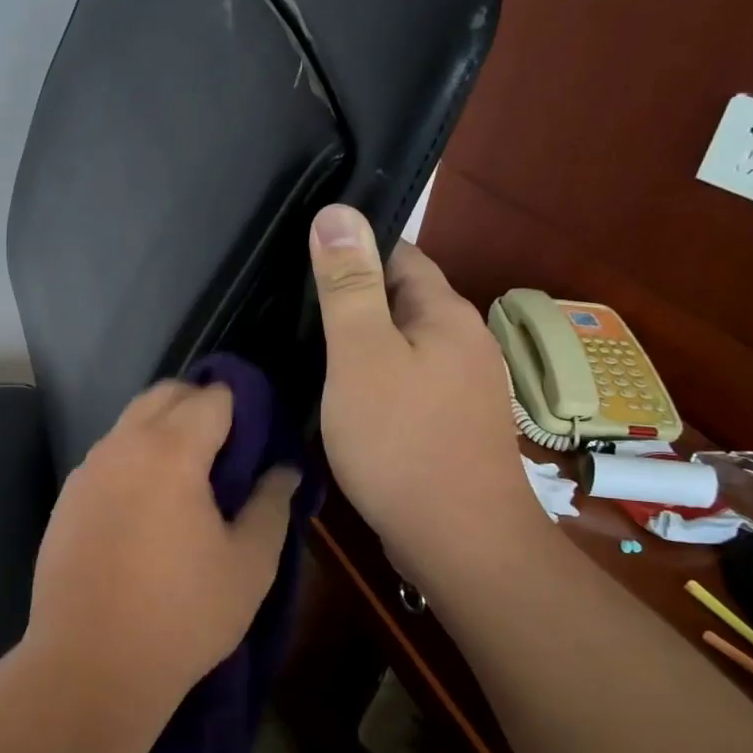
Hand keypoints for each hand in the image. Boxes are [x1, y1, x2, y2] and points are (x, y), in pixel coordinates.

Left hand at [24, 381, 298, 728]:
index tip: (258, 437)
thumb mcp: (249, 565)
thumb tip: (283, 470)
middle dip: (199, 405)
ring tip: (188, 479)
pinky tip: (145, 507)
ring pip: (130, 423)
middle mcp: (122, 446)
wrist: (90, 666)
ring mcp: (87, 471)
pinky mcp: (65, 499)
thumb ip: (271, 505)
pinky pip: (107, 457)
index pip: (212, 398)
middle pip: (165, 395)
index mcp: (171, 451)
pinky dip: (133, 458)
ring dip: (162, 429)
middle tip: (228, 450)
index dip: (241, 408)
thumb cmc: (182, 615)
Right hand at [307, 204, 549, 577]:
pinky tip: (340, 396)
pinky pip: (404, 382)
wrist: (458, 541)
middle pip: (400, 300)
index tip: (300, 258)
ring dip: (359, 343)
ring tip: (304, 349)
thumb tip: (336, 211)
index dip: (351, 250)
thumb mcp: (361, 355)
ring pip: (400, 345)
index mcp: (446, 313)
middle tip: (289, 307)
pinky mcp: (449, 424)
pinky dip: (372, 379)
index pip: (398, 254)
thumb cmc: (402, 441)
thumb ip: (348, 285)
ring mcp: (461, 387)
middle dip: (351, 298)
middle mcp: (462, 342)